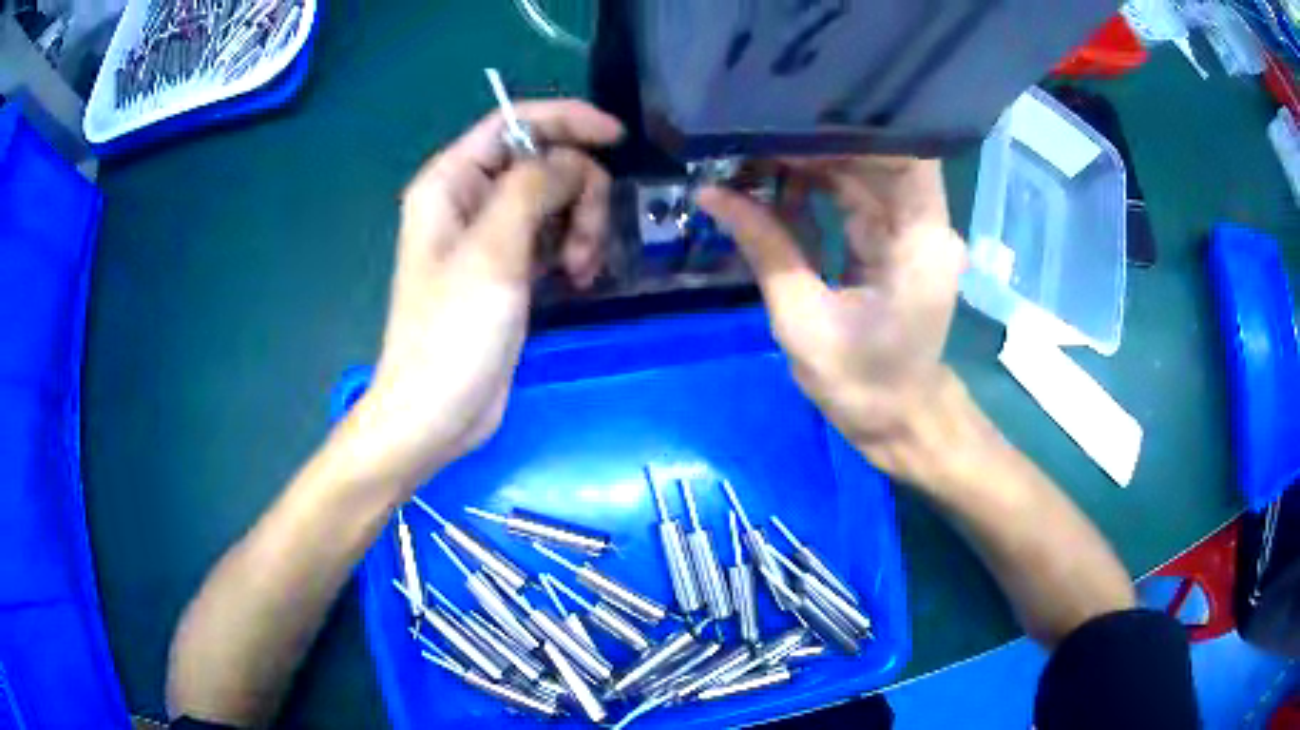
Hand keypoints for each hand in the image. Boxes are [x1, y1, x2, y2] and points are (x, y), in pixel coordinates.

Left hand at [348, 101, 622, 487]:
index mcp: (450, 182)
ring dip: (581, 225)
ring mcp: (491, 235)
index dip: (566, 120)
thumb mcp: (492, 253)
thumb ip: (532, 188)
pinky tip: (580, 279)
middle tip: (586, 241)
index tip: (616, 139)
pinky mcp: (510, 268)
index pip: (513, 124)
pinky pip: (554, 235)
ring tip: (582, 270)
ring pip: (555, 199)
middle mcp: (469, 199)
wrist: (436, 413)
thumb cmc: (451, 333)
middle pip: (542, 161)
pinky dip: (574, 248)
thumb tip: (573, 161)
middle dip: (578, 190)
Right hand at [697, 157, 965, 482]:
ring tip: (748, 159)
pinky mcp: (893, 242)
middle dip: (813, 143)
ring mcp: (910, 233)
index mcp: (920, 243)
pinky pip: (854, 199)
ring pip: (861, 173)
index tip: (788, 118)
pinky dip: (814, 190)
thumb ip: (765, 248)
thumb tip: (710, 193)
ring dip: (808, 164)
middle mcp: (925, 226)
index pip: (903, 154)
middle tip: (748, 138)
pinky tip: (769, 188)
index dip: (852, 128)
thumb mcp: (803, 320)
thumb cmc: (861, 385)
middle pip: (876, 158)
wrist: (897, 421)